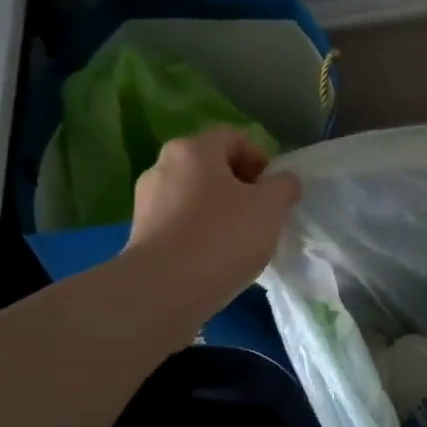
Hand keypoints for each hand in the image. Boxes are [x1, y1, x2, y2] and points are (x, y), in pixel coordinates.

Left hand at [121, 129, 300, 318]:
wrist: (165, 289)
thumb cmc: (224, 237)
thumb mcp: (270, 208)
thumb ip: (284, 186)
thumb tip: (284, 181)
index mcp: (194, 149)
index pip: (235, 138)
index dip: (262, 159)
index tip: (275, 192)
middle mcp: (163, 165)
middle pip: (213, 166)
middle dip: (242, 187)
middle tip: (263, 216)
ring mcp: (148, 199)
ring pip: (197, 195)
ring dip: (222, 210)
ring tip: (241, 241)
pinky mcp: (142, 231)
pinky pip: (181, 221)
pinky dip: (202, 231)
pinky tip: (216, 257)